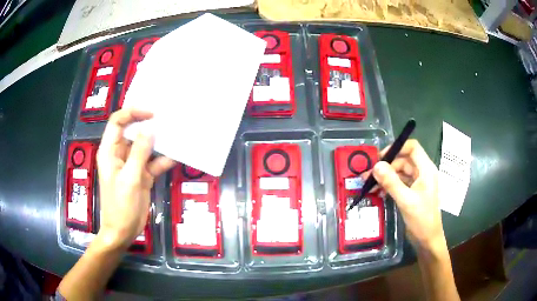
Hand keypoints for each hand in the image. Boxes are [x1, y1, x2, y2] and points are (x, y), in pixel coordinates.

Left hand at [96, 108, 175, 248]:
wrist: (123, 232)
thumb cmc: (120, 207)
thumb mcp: (130, 179)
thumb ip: (139, 153)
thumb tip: (150, 129)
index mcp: (110, 151)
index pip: (118, 122)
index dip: (133, 113)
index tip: (152, 113)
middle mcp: (120, 154)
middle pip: (133, 131)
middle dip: (148, 124)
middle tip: (167, 118)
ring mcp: (132, 164)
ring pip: (145, 146)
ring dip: (158, 142)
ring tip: (176, 133)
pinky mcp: (142, 175)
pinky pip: (153, 162)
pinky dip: (163, 159)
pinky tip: (176, 156)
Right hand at [364, 139, 443, 251]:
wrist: (427, 240)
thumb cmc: (422, 219)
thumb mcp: (406, 200)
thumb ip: (391, 182)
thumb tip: (376, 166)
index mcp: (426, 169)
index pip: (412, 148)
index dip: (397, 148)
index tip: (380, 157)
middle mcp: (422, 173)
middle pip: (403, 160)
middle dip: (386, 166)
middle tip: (369, 175)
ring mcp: (417, 183)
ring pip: (400, 172)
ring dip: (386, 177)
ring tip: (370, 185)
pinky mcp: (412, 193)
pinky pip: (399, 183)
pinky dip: (389, 186)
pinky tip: (379, 193)